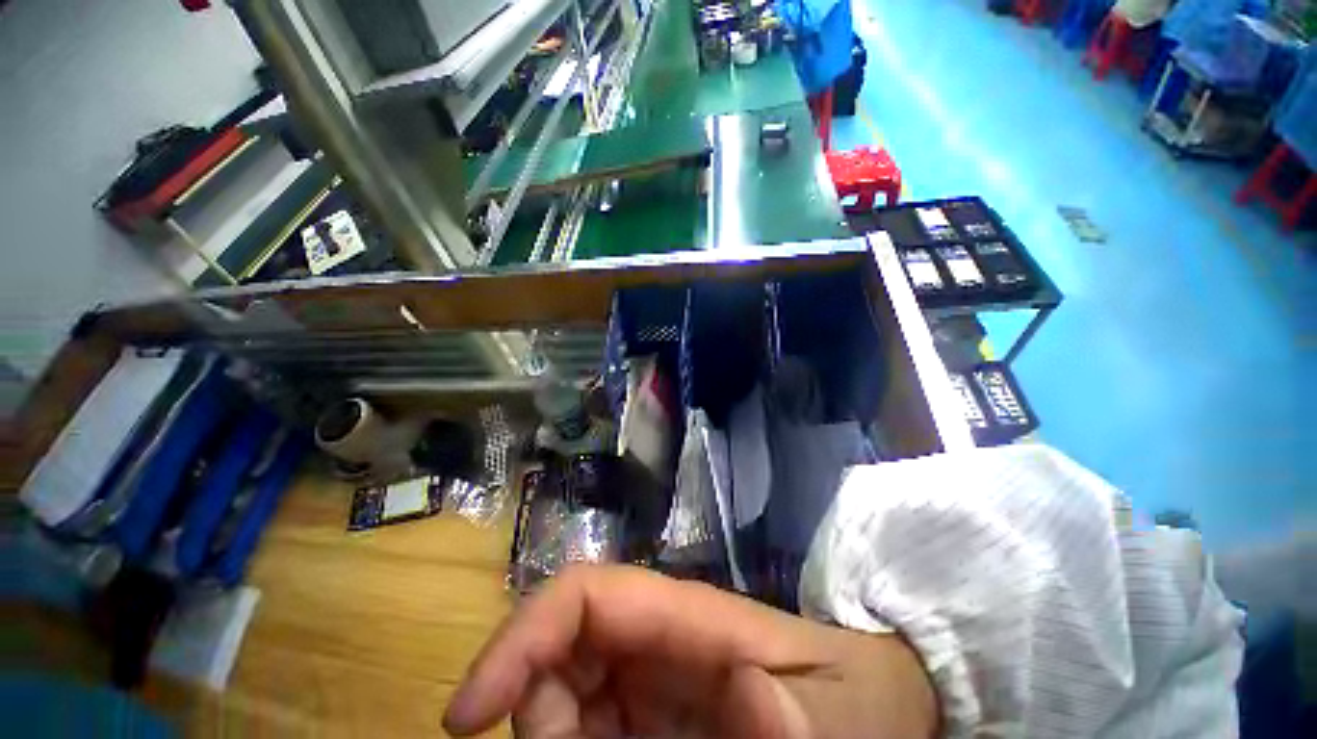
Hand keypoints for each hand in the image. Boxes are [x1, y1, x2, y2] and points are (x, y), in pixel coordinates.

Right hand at [443, 565, 937, 737]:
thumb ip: (799, 712)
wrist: (871, 706)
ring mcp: (650, 686)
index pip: (586, 595)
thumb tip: (745, 697)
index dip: (521, 635)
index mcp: (685, 618)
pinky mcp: (651, 724)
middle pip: (558, 653)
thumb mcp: (842, 707)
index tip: (466, 714)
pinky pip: (586, 736)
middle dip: (532, 711)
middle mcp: (655, 642)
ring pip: (561, 700)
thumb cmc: (855, 693)